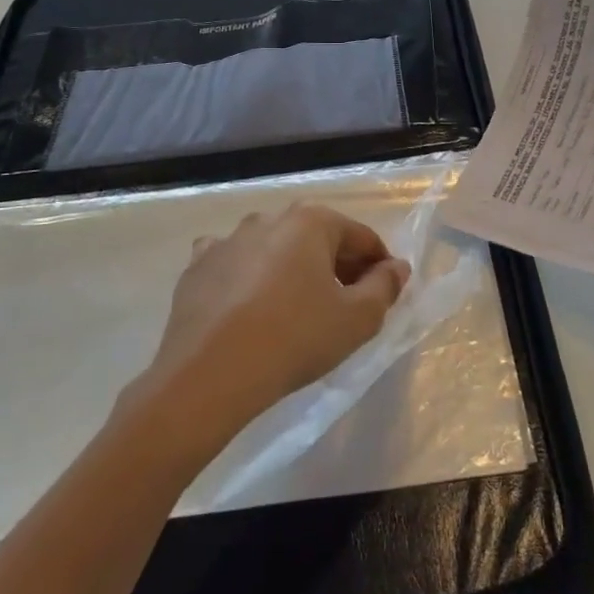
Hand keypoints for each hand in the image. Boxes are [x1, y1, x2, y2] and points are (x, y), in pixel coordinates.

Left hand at [128, 205, 410, 454]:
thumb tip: (396, 267)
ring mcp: (227, 240)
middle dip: (336, 267)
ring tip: (297, 310)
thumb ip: (385, 287)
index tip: (385, 295)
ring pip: (274, 250)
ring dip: (291, 270)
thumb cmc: (296, 339)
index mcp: (311, 221)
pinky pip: (234, 266)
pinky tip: (250, 308)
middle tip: (346, 306)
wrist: (208, 375)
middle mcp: (268, 218)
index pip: (361, 238)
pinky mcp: (197, 267)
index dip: (379, 266)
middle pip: (317, 239)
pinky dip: (248, 279)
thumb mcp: (358, 319)